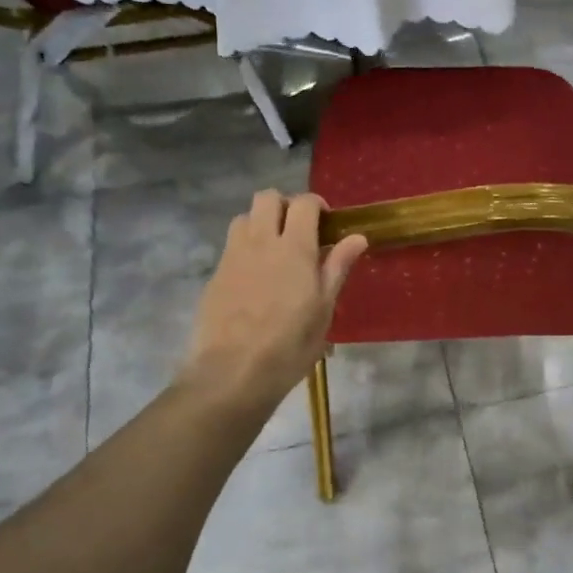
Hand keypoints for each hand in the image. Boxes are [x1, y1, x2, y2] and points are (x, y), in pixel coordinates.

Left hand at [180, 191, 367, 412]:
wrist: (231, 373)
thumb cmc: (289, 346)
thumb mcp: (323, 309)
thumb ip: (337, 267)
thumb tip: (358, 237)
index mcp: (293, 248)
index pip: (304, 203)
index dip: (317, 205)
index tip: (326, 224)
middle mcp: (260, 242)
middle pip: (267, 198)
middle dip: (285, 205)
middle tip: (299, 231)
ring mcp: (232, 257)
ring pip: (244, 218)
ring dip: (261, 223)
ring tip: (275, 250)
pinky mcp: (215, 275)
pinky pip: (231, 246)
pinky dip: (246, 248)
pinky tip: (255, 278)